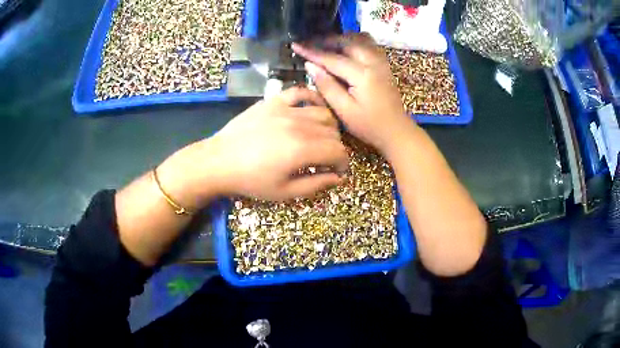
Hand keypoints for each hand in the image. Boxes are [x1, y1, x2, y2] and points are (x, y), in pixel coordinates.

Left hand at [198, 87, 347, 200]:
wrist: (219, 162)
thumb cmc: (251, 181)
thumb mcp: (285, 192)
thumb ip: (316, 185)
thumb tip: (339, 178)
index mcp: (303, 149)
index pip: (338, 151)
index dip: (343, 163)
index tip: (338, 171)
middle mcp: (299, 125)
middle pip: (333, 133)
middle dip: (336, 148)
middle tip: (327, 159)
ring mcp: (286, 109)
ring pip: (322, 112)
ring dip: (328, 127)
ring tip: (321, 137)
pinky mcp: (274, 101)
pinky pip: (300, 92)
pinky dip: (312, 98)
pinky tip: (312, 108)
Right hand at [292, 34, 413, 156]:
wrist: (397, 131)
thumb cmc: (370, 126)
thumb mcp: (345, 111)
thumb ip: (327, 86)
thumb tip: (310, 66)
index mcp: (362, 74)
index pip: (332, 58)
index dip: (312, 51)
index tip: (295, 45)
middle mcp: (373, 62)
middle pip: (347, 41)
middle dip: (326, 40)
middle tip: (309, 44)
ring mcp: (381, 62)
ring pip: (360, 38)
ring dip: (341, 39)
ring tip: (326, 45)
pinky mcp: (384, 65)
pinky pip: (368, 44)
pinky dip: (354, 42)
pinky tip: (345, 49)